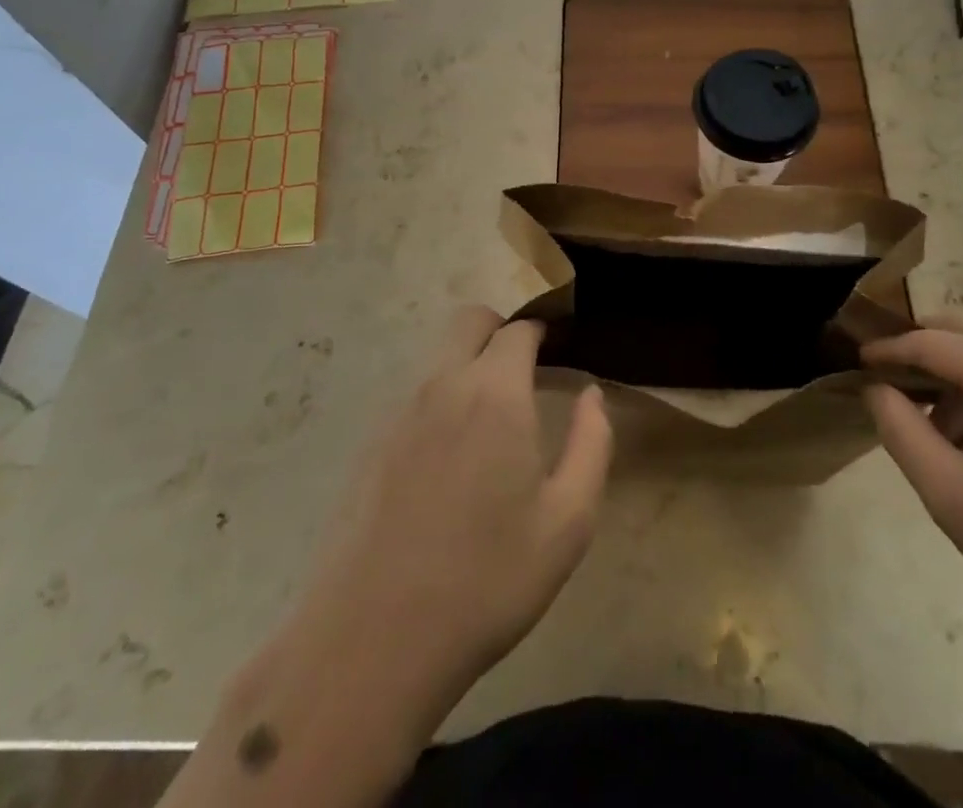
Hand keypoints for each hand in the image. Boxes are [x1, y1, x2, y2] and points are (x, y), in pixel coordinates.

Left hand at [178, 308, 612, 807]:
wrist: (372, 641)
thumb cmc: (487, 580)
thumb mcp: (568, 521)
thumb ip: (591, 443)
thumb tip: (590, 394)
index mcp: (494, 392)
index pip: (519, 329)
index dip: (543, 331)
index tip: (559, 349)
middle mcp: (442, 384)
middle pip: (470, 321)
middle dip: (501, 331)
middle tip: (526, 372)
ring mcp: (398, 411)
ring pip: (438, 356)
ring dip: (468, 364)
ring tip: (492, 420)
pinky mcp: (370, 443)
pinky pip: (414, 395)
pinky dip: (439, 399)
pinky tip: (449, 458)